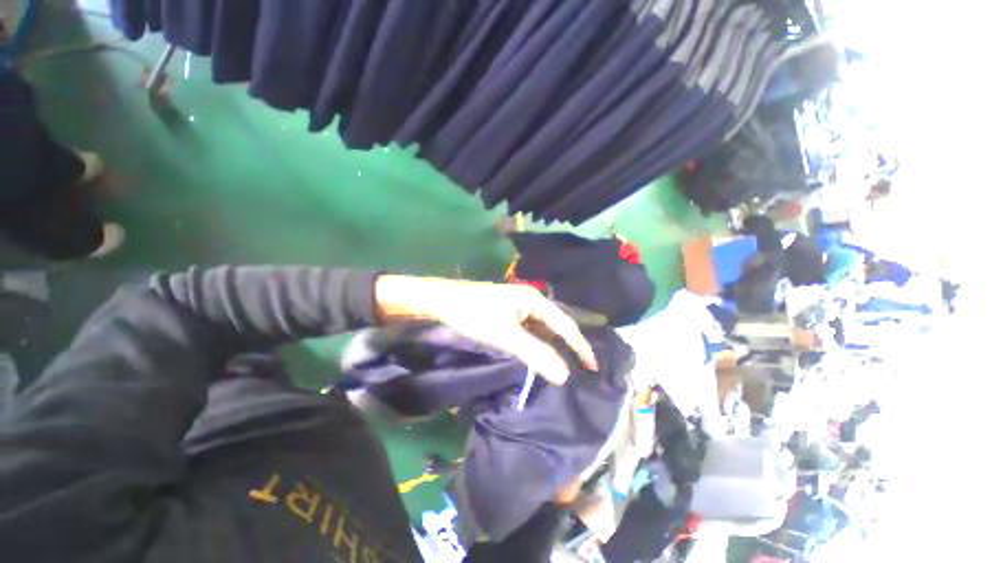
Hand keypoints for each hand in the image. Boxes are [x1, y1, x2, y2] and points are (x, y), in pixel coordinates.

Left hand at [373, 275, 597, 383]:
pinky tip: (541, 354)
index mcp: (535, 300)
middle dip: (569, 346)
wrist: (444, 301)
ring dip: (554, 346)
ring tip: (567, 365)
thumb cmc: (475, 314)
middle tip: (583, 369)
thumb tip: (564, 375)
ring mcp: (520, 305)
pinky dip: (539, 343)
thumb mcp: (505, 335)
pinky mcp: (510, 312)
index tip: (592, 367)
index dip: (579, 346)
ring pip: (543, 328)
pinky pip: (531, 329)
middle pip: (556, 325)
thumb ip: (535, 353)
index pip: (565, 325)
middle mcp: (532, 300)